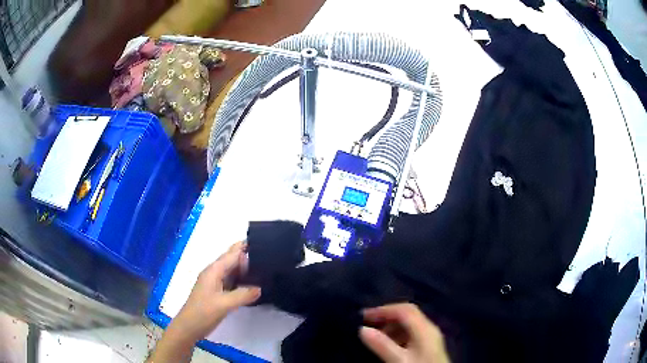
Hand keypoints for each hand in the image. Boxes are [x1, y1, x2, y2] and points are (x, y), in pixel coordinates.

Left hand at [169, 242, 260, 341]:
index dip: (245, 247)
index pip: (232, 254)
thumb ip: (243, 295)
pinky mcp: (218, 292)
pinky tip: (254, 286)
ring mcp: (216, 283)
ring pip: (233, 271)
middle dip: (248, 257)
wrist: (189, 327)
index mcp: (214, 271)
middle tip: (269, 259)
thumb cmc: (203, 312)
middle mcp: (215, 273)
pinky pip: (232, 282)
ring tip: (266, 270)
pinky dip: (243, 281)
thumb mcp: (224, 304)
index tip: (264, 244)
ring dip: (246, 270)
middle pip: (232, 260)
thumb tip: (260, 288)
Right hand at [359, 303, 449, 362]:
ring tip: (374, 336)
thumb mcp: (399, 360)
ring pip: (410, 324)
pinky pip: (412, 334)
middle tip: (366, 324)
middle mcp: (430, 329)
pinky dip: (398, 335)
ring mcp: (431, 337)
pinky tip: (389, 345)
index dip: (383, 310)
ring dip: (391, 326)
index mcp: (425, 329)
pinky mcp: (429, 347)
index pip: (404, 310)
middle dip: (387, 316)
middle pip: (408, 314)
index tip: (363, 316)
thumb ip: (382, 345)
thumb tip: (362, 329)